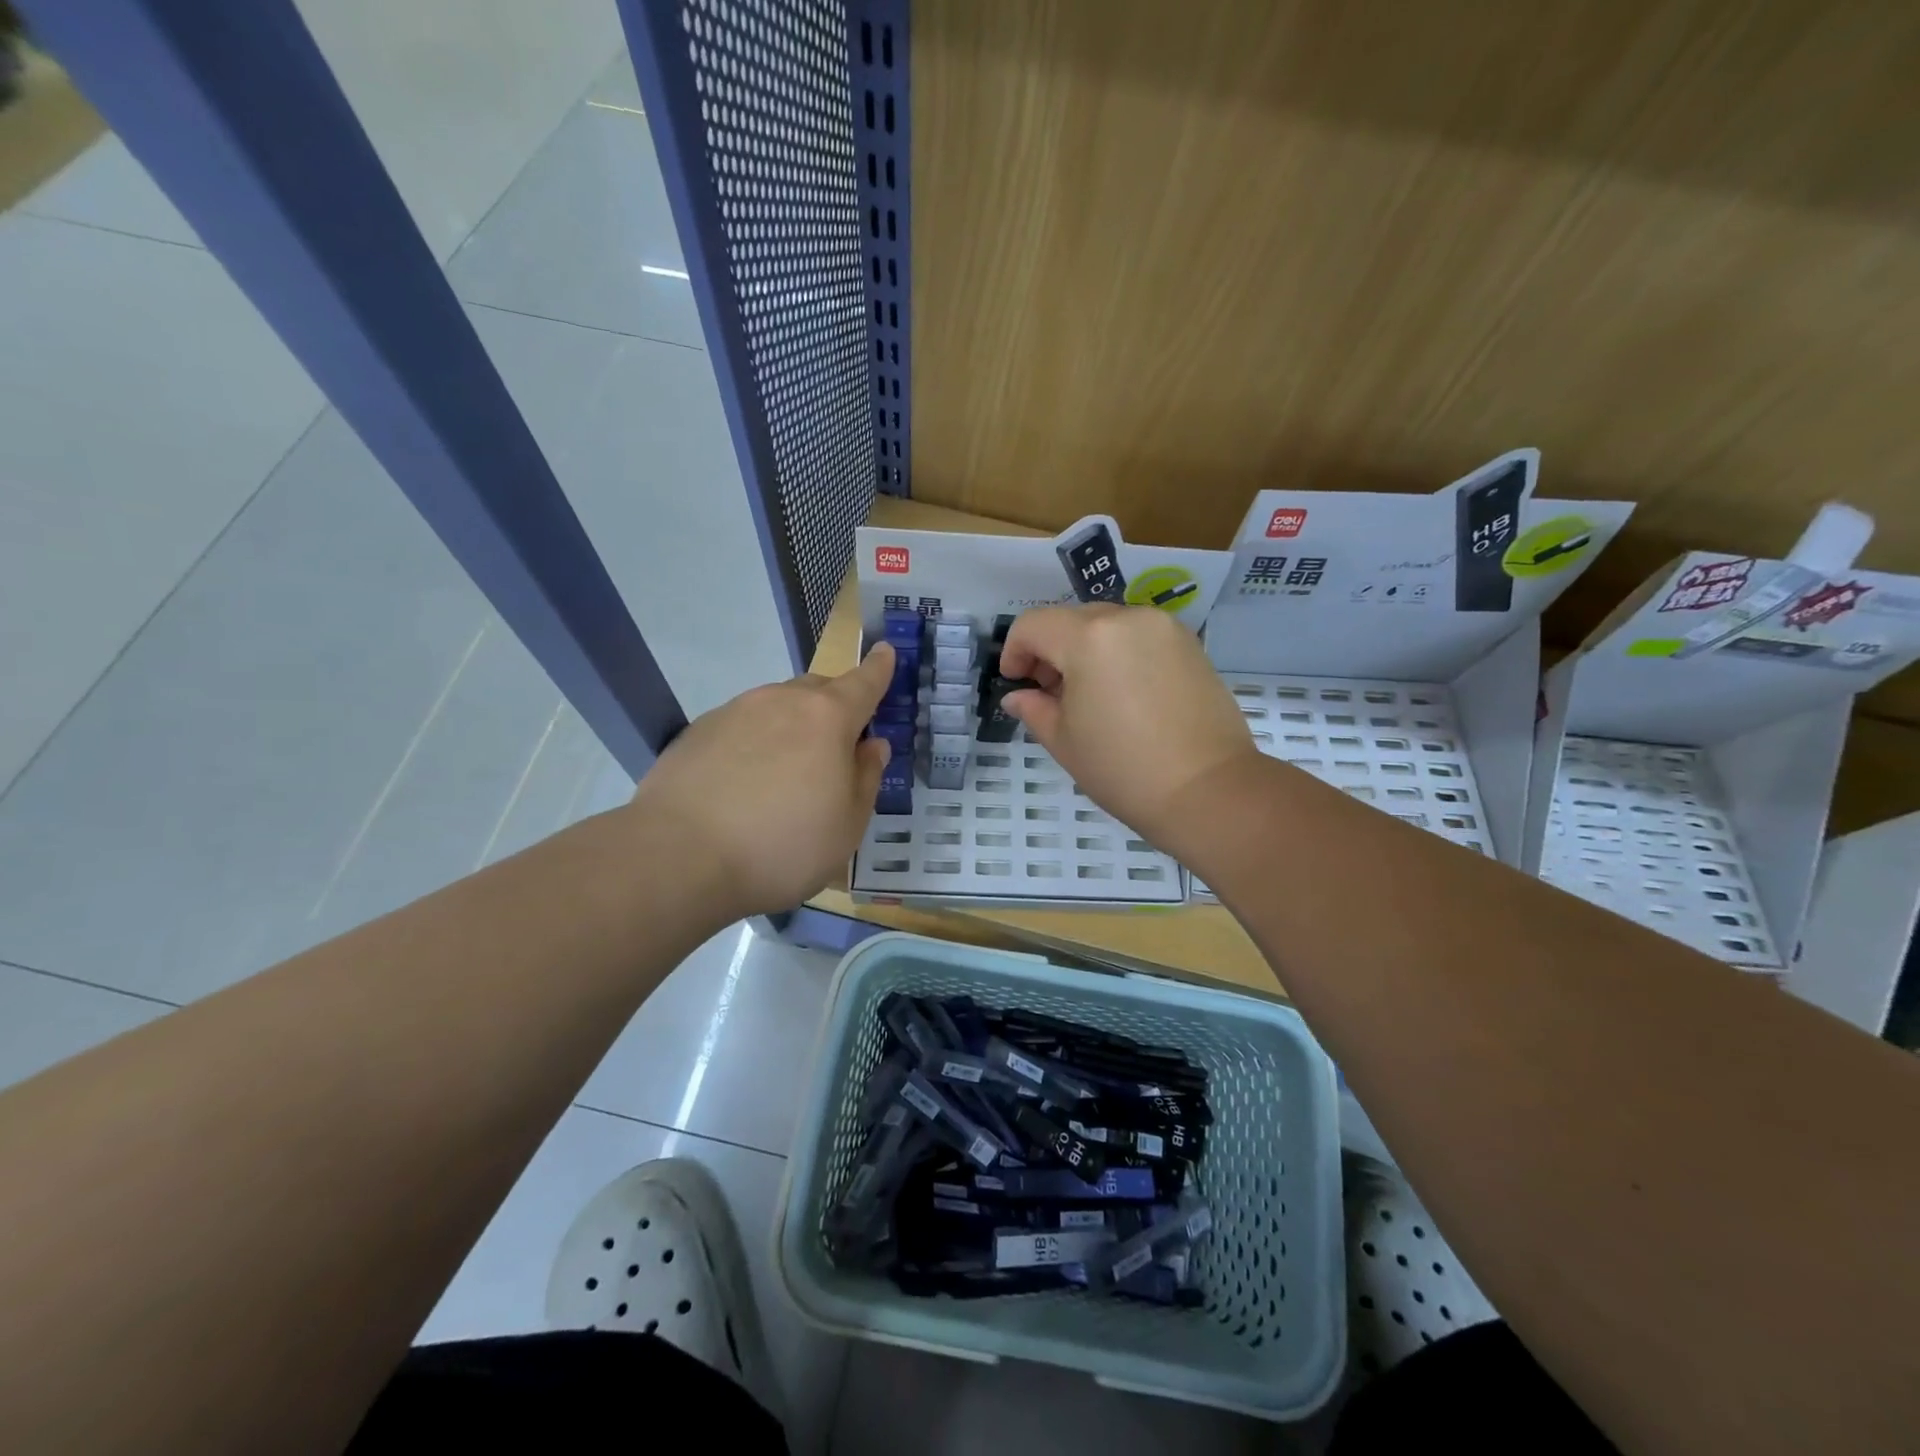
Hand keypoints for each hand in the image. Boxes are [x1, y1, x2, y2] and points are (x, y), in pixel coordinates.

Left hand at [624, 644, 894, 917]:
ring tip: (785, 773)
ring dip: (792, 726)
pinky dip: (754, 742)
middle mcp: (782, 700)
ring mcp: (736, 711)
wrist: (680, 855)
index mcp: (828, 718)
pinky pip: (742, 726)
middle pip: (818, 690)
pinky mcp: (698, 730)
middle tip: (837, 744)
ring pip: (777, 707)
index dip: (879, 668)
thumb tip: (871, 745)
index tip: (886, 652)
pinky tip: (744, 782)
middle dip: (835, 706)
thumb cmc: (783, 845)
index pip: (864, 682)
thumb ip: (865, 778)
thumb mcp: (847, 825)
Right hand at [1001, 605, 1258, 852]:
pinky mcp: (1190, 645)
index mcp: (1089, 637)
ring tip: (1090, 697)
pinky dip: (1119, 654)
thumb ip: (1033, 709)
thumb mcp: (1064, 741)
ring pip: (1107, 625)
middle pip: (1071, 620)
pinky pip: (1139, 637)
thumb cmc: (1124, 769)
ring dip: (1086, 650)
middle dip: (1051, 651)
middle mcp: (1127, 618)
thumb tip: (1018, 696)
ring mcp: (1164, 628)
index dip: (1014, 652)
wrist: (1209, 791)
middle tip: (1050, 694)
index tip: (1016, 684)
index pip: (1033, 625)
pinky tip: (1124, 696)